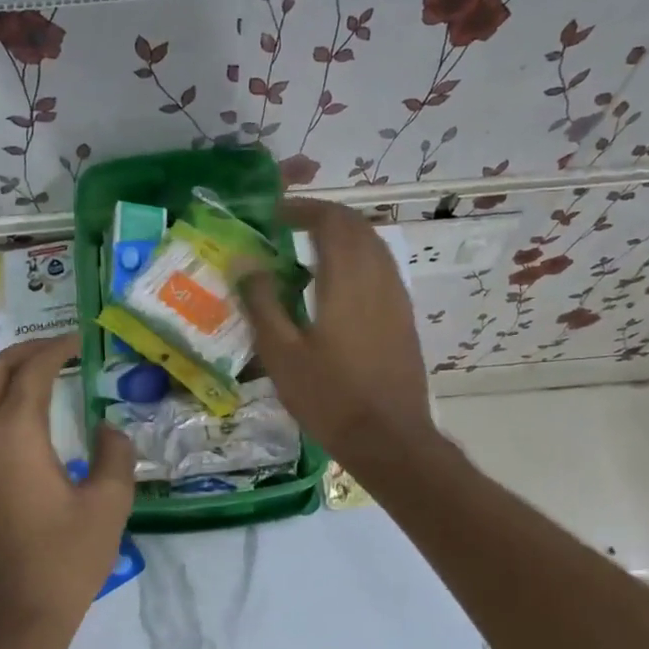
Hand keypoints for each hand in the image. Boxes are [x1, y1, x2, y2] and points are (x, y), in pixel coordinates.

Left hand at [0, 334, 134, 648]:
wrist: (15, 619)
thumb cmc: (66, 559)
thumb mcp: (109, 504)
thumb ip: (115, 454)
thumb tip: (108, 429)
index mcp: (15, 436)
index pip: (32, 372)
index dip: (56, 349)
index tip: (80, 339)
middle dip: (23, 351)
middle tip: (57, 348)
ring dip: (3, 374)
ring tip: (37, 373)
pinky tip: (18, 418)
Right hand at [238, 198, 437, 473]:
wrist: (390, 439)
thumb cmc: (330, 398)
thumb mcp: (281, 354)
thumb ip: (262, 303)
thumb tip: (244, 263)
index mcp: (347, 279)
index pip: (331, 220)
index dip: (303, 209)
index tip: (275, 215)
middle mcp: (378, 277)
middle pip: (357, 226)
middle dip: (324, 217)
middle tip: (290, 227)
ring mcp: (397, 297)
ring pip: (374, 247)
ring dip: (344, 238)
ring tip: (309, 252)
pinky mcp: (404, 318)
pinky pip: (382, 270)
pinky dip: (358, 261)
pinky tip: (335, 288)